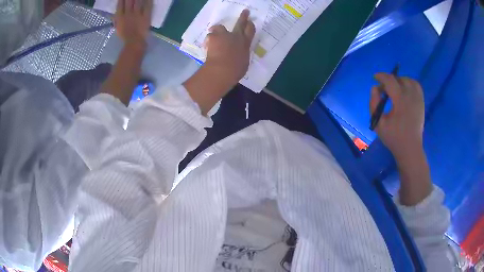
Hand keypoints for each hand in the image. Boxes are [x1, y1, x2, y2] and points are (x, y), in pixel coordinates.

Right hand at [114, 0, 152, 44]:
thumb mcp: (117, 27)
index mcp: (120, 17)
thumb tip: (116, 11)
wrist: (134, 42)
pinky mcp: (146, 15)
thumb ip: (116, 18)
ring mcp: (137, 14)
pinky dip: (148, 0)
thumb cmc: (124, 35)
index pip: (120, 4)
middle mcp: (128, 13)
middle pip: (129, 1)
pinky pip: (148, 5)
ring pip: (138, 1)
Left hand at [183, 10, 255, 114]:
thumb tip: (239, 55)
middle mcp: (236, 37)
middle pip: (240, 24)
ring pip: (219, 27)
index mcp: (245, 44)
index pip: (251, 31)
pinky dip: (208, 40)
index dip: (250, 25)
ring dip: (217, 30)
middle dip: (243, 17)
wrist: (222, 70)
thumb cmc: (235, 70)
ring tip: (214, 33)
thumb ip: (241, 56)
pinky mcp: (213, 37)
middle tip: (245, 12)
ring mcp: (224, 36)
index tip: (250, 22)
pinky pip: (209, 36)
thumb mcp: (243, 63)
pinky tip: (207, 45)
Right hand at [370, 73, 424, 158]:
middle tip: (383, 89)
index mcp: (400, 101)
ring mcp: (418, 99)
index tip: (375, 77)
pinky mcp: (421, 103)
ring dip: (400, 80)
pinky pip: (417, 86)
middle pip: (399, 79)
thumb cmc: (393, 137)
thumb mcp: (378, 123)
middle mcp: (411, 96)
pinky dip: (410, 83)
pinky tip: (405, 89)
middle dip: (389, 80)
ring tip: (394, 88)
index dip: (381, 76)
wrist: (410, 148)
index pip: (390, 80)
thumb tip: (375, 88)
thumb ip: (373, 104)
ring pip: (409, 80)